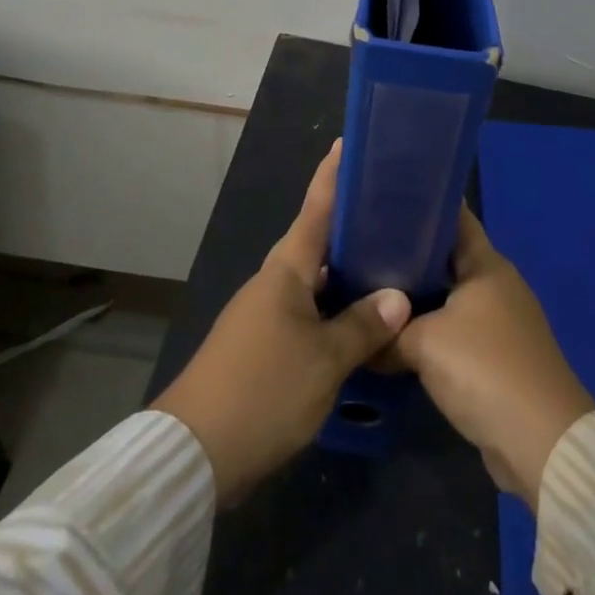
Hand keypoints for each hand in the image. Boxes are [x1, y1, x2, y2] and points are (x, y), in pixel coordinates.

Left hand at [150, 141, 411, 504]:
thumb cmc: (264, 390)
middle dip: (351, 225)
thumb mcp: (324, 360)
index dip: (332, 175)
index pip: (315, 209)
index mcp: (286, 270)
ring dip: (346, 271)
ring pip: (314, 280)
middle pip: (317, 242)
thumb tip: (399, 297)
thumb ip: (362, 326)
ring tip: (389, 264)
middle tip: (392, 212)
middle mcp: (274, 281)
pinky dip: (334, 307)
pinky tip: (359, 321)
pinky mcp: (262, 344)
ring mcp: (265, 313)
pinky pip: (307, 310)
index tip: (347, 142)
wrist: (195, 452)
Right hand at [391, 207, 594, 508]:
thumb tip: (357, 338)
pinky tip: (397, 335)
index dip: (420, 203)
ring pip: (448, 296)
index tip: (382, 197)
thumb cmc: (484, 369)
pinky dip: (429, 329)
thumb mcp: (424, 344)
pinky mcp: (498, 357)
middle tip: (362, 247)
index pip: (452, 216)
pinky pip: (455, 330)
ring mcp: (500, 321)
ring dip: (417, 297)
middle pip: (446, 257)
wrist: (541, 444)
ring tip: (371, 290)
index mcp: (486, 264)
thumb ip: (387, 335)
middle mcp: (496, 284)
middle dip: (408, 252)